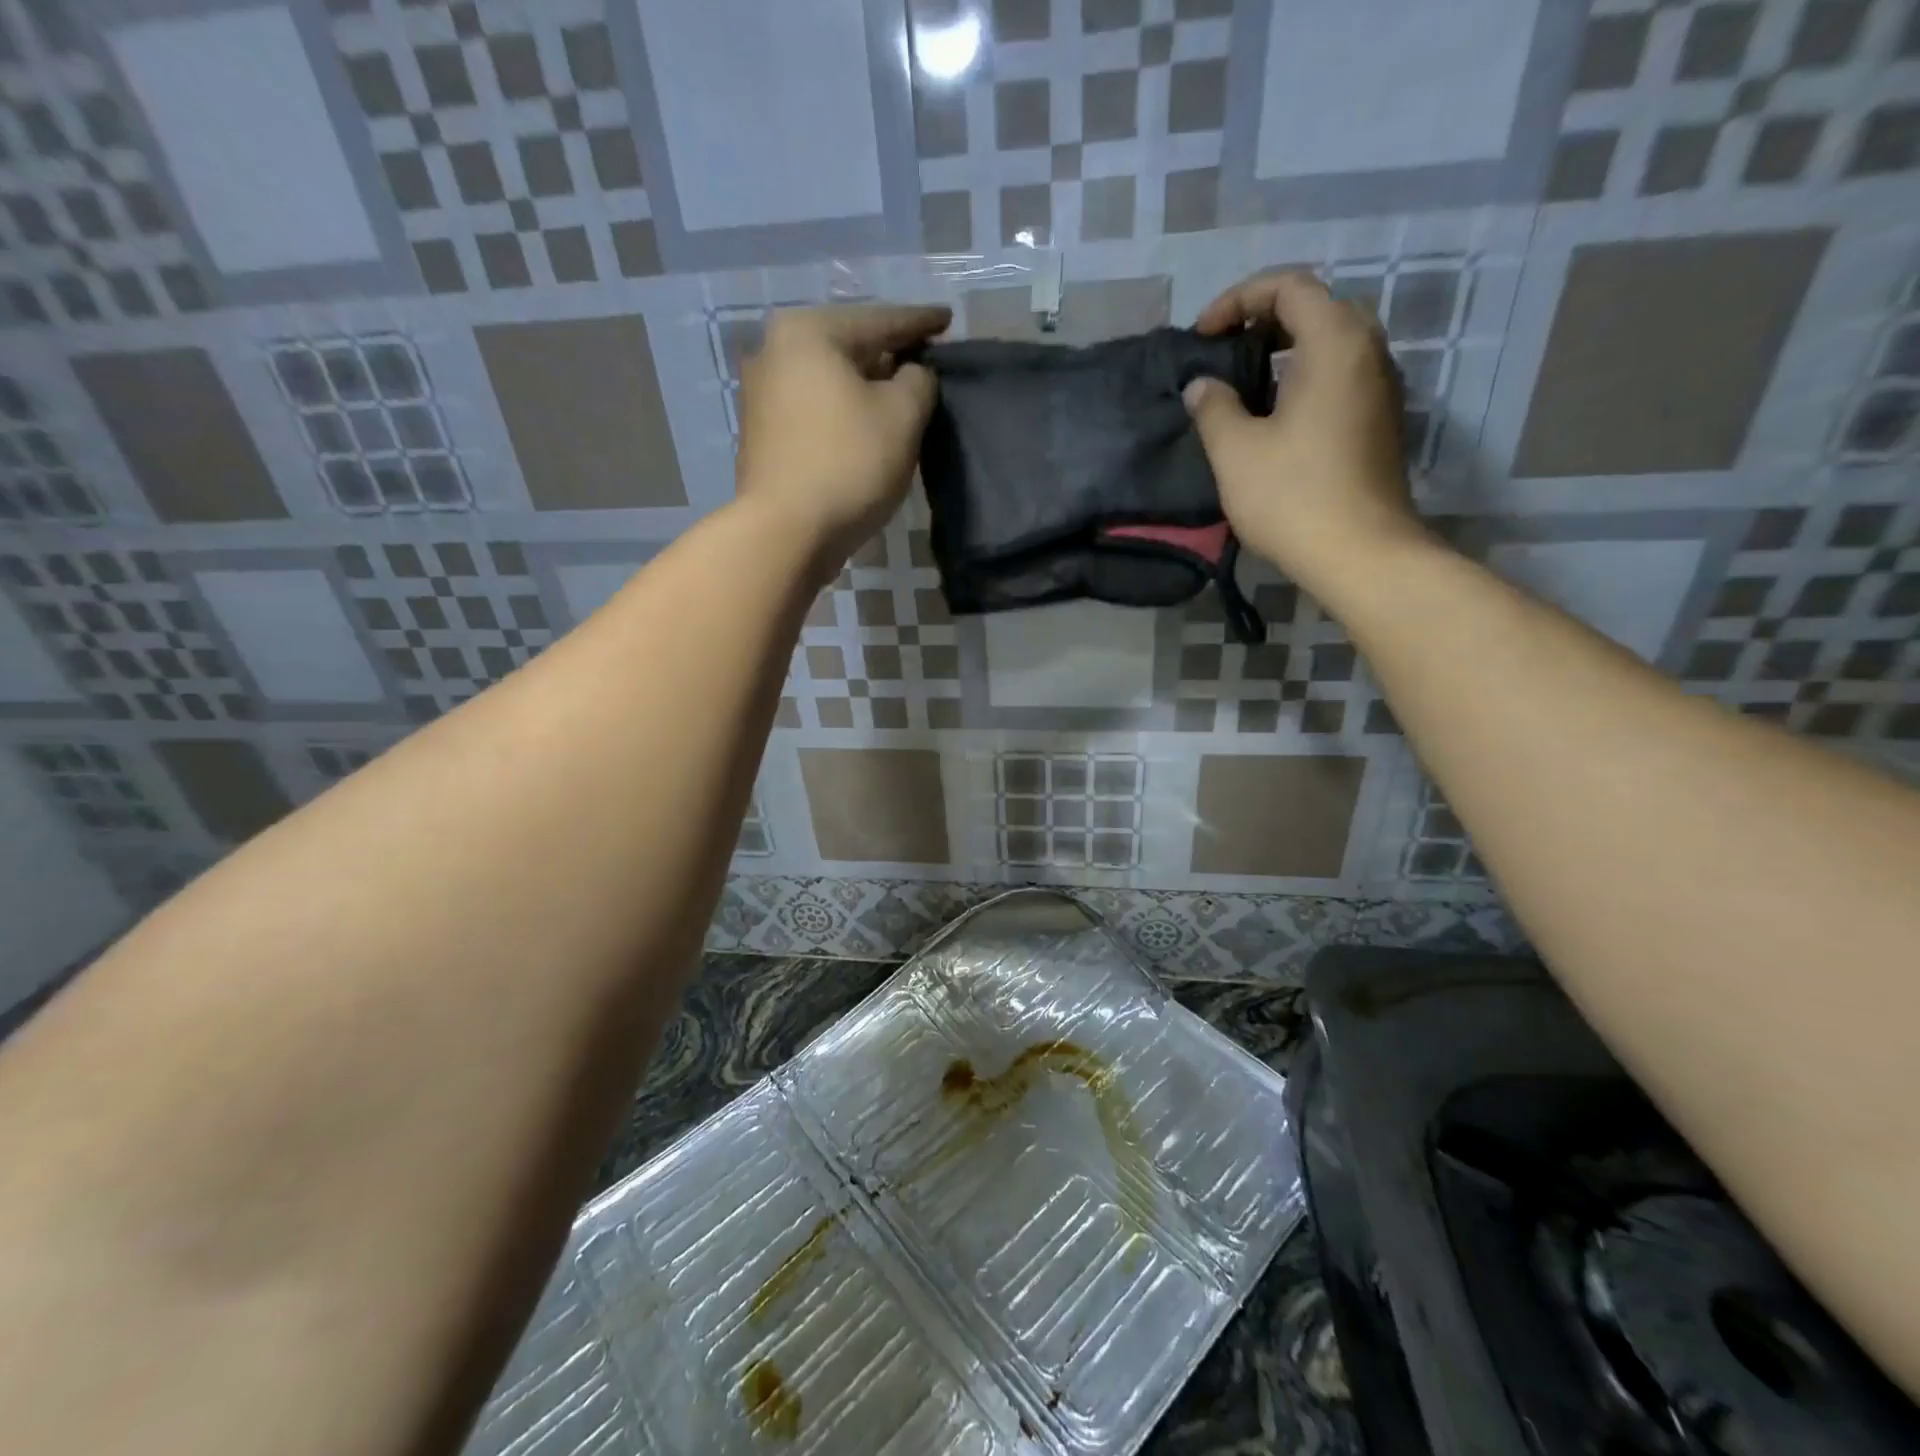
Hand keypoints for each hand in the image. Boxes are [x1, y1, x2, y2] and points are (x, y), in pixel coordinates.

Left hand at [734, 302, 950, 566]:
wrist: (786, 533)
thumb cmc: (848, 464)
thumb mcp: (903, 415)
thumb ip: (919, 381)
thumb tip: (912, 374)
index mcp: (808, 332)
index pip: (879, 320)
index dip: (919, 322)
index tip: (946, 319)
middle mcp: (774, 352)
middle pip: (848, 347)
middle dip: (888, 355)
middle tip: (923, 359)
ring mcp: (761, 396)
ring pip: (829, 381)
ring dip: (864, 387)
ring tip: (898, 395)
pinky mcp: (762, 436)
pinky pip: (815, 410)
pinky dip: (843, 413)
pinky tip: (864, 426)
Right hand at [1185, 271, 1424, 597]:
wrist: (1360, 553)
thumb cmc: (1293, 496)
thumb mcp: (1235, 451)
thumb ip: (1213, 407)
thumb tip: (1202, 385)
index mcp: (1334, 343)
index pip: (1289, 286)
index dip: (1238, 299)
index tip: (1202, 335)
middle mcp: (1367, 352)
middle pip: (1316, 308)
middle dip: (1263, 320)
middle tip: (1223, 353)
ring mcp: (1381, 387)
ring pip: (1331, 344)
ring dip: (1284, 352)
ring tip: (1242, 386)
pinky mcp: (1380, 421)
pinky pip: (1340, 377)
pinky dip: (1303, 378)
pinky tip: (1274, 418)